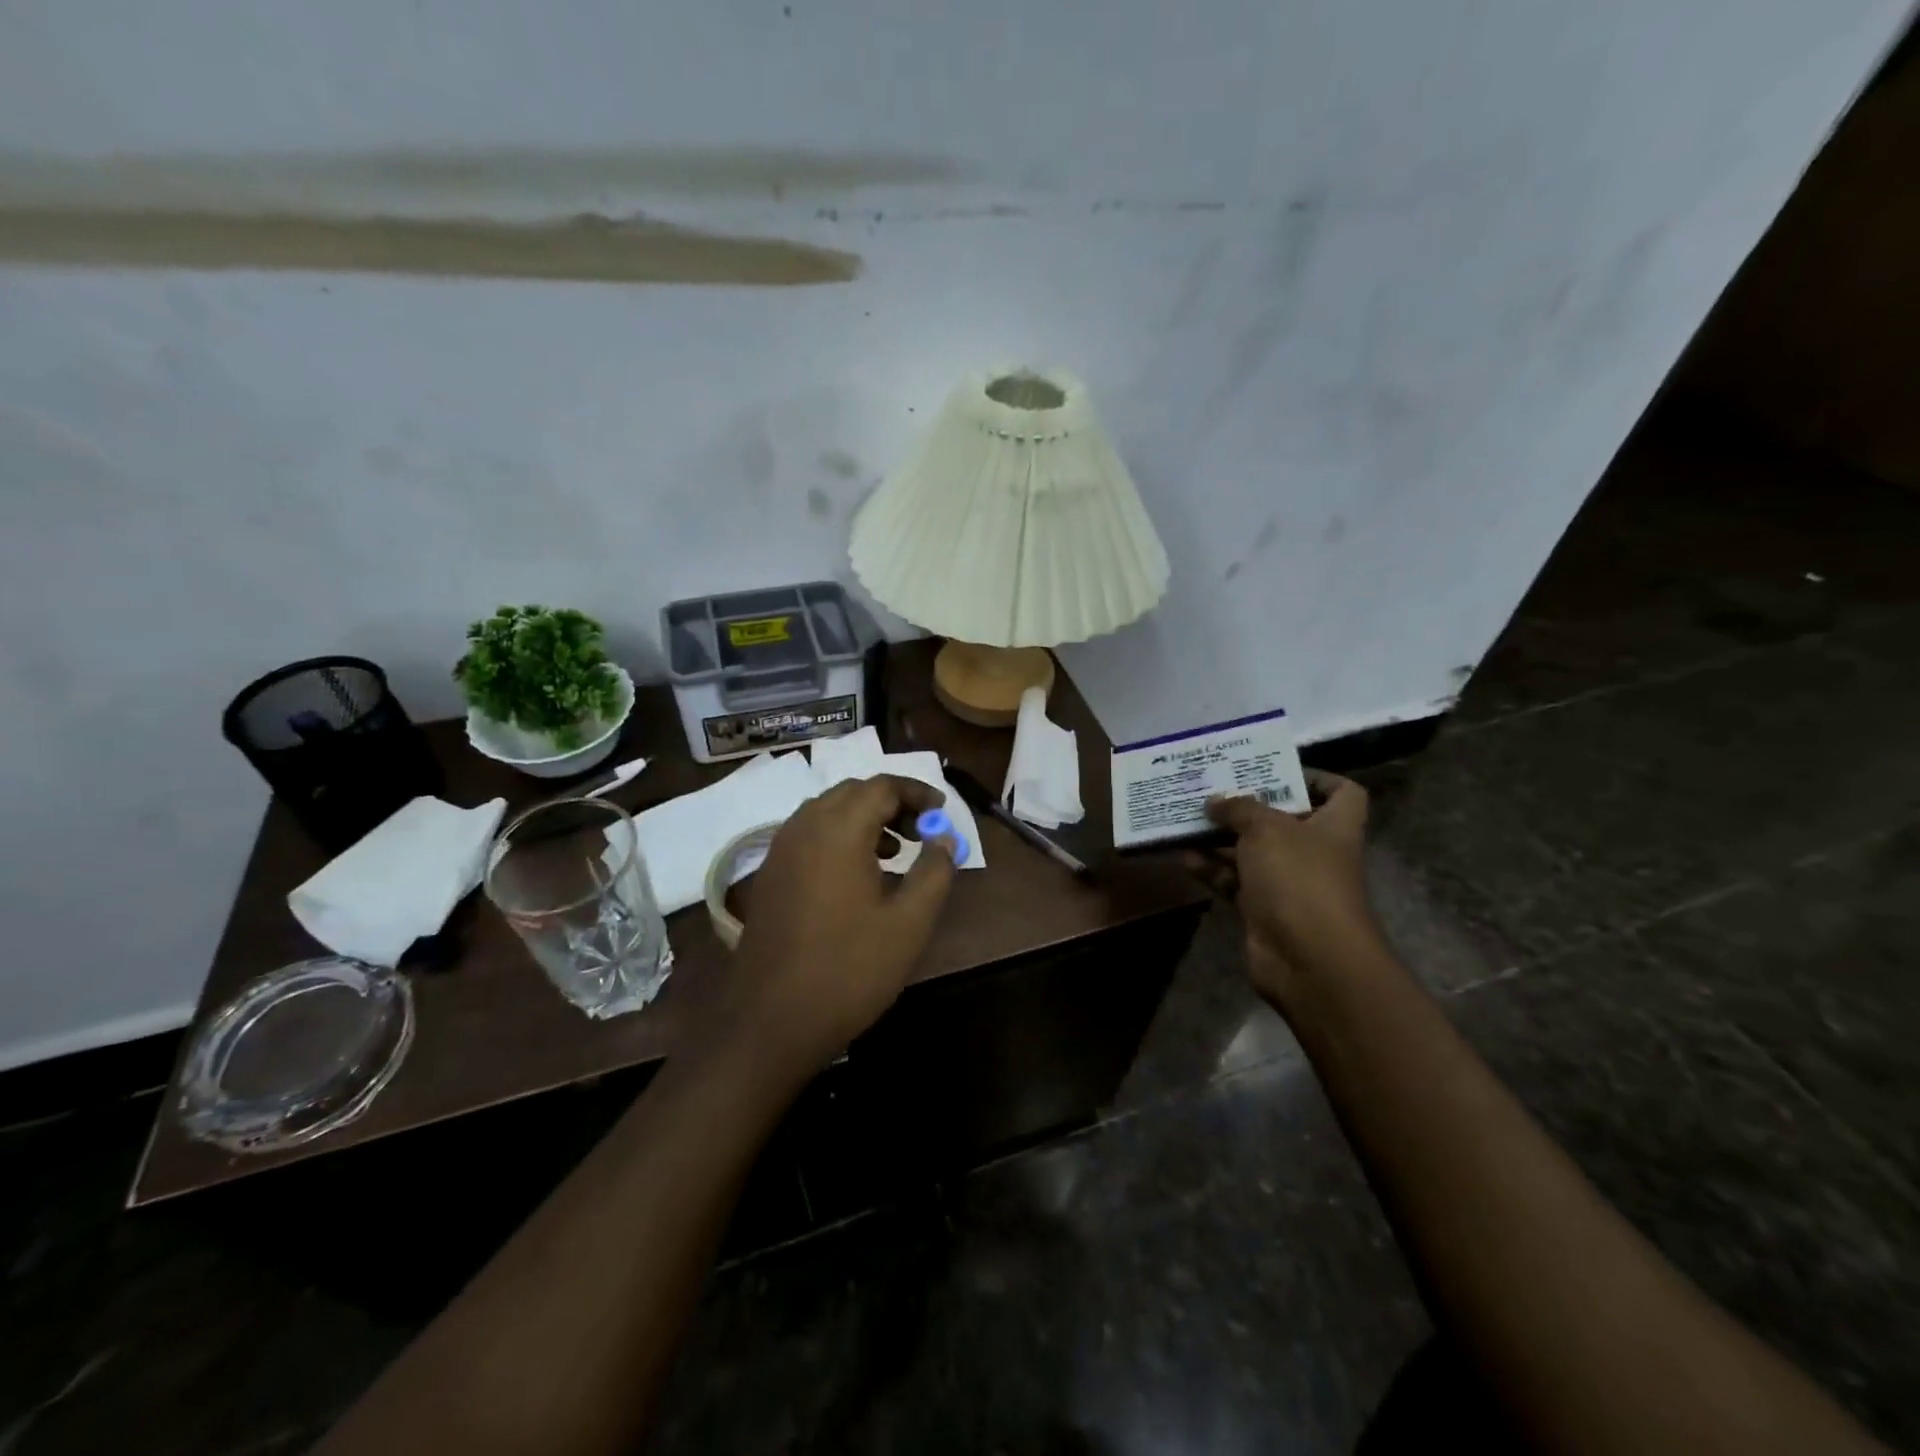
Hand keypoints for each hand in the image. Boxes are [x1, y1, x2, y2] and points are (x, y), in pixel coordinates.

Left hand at [718, 774, 958, 1073]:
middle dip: (891, 802)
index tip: (943, 812)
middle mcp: (803, 828)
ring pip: (827, 812)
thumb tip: (944, 839)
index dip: (917, 792)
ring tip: (896, 851)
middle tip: (922, 829)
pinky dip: (839, 837)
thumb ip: (934, 872)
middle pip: (852, 792)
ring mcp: (780, 851)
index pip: (882, 787)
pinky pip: (809, 835)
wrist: (771, 1022)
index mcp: (838, 831)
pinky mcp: (769, 876)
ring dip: (864, 819)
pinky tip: (858, 876)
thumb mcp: (909, 923)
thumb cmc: (849, 970)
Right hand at [1191, 770, 1379, 1004]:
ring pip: (1250, 851)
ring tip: (1185, 818)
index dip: (1314, 776)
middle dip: (1246, 806)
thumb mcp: (1266, 829)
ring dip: (1219, 837)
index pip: (1341, 791)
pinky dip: (1211, 868)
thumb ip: (1239, 808)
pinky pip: (1233, 880)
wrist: (1307, 958)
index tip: (1274, 769)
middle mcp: (1314, 851)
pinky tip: (1182, 855)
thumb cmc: (1299, 878)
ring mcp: (1288, 882)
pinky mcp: (1263, 909)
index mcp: (1333, 825)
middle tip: (1211, 789)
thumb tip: (1216, 801)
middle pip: (1282, 819)